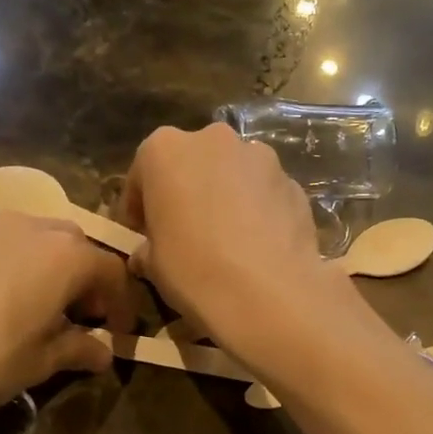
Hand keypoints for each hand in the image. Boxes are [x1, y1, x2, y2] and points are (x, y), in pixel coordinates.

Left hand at [0, 214, 132, 432]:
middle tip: (72, 316)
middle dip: (79, 277)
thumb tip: (102, 352)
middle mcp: (22, 226)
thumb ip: (77, 350)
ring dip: (33, 266)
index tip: (117, 334)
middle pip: (68, 243)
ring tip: (20, 306)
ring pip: (19, 237)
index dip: (121, 304)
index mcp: (62, 255)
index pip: (110, 270)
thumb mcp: (39, 364)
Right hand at [122, 123, 343, 355]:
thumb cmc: (193, 271)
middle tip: (184, 232)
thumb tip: (147, 254)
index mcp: (164, 150)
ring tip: (226, 240)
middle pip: (192, 164)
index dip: (139, 208)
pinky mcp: (293, 183)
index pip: (142, 174)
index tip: (140, 234)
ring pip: (233, 174)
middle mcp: (213, 140)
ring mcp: (260, 157)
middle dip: (186, 192)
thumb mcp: (153, 266)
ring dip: (225, 197)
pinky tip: (256, 247)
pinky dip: (257, 212)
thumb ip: (147, 249)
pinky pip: (264, 194)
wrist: (268, 293)